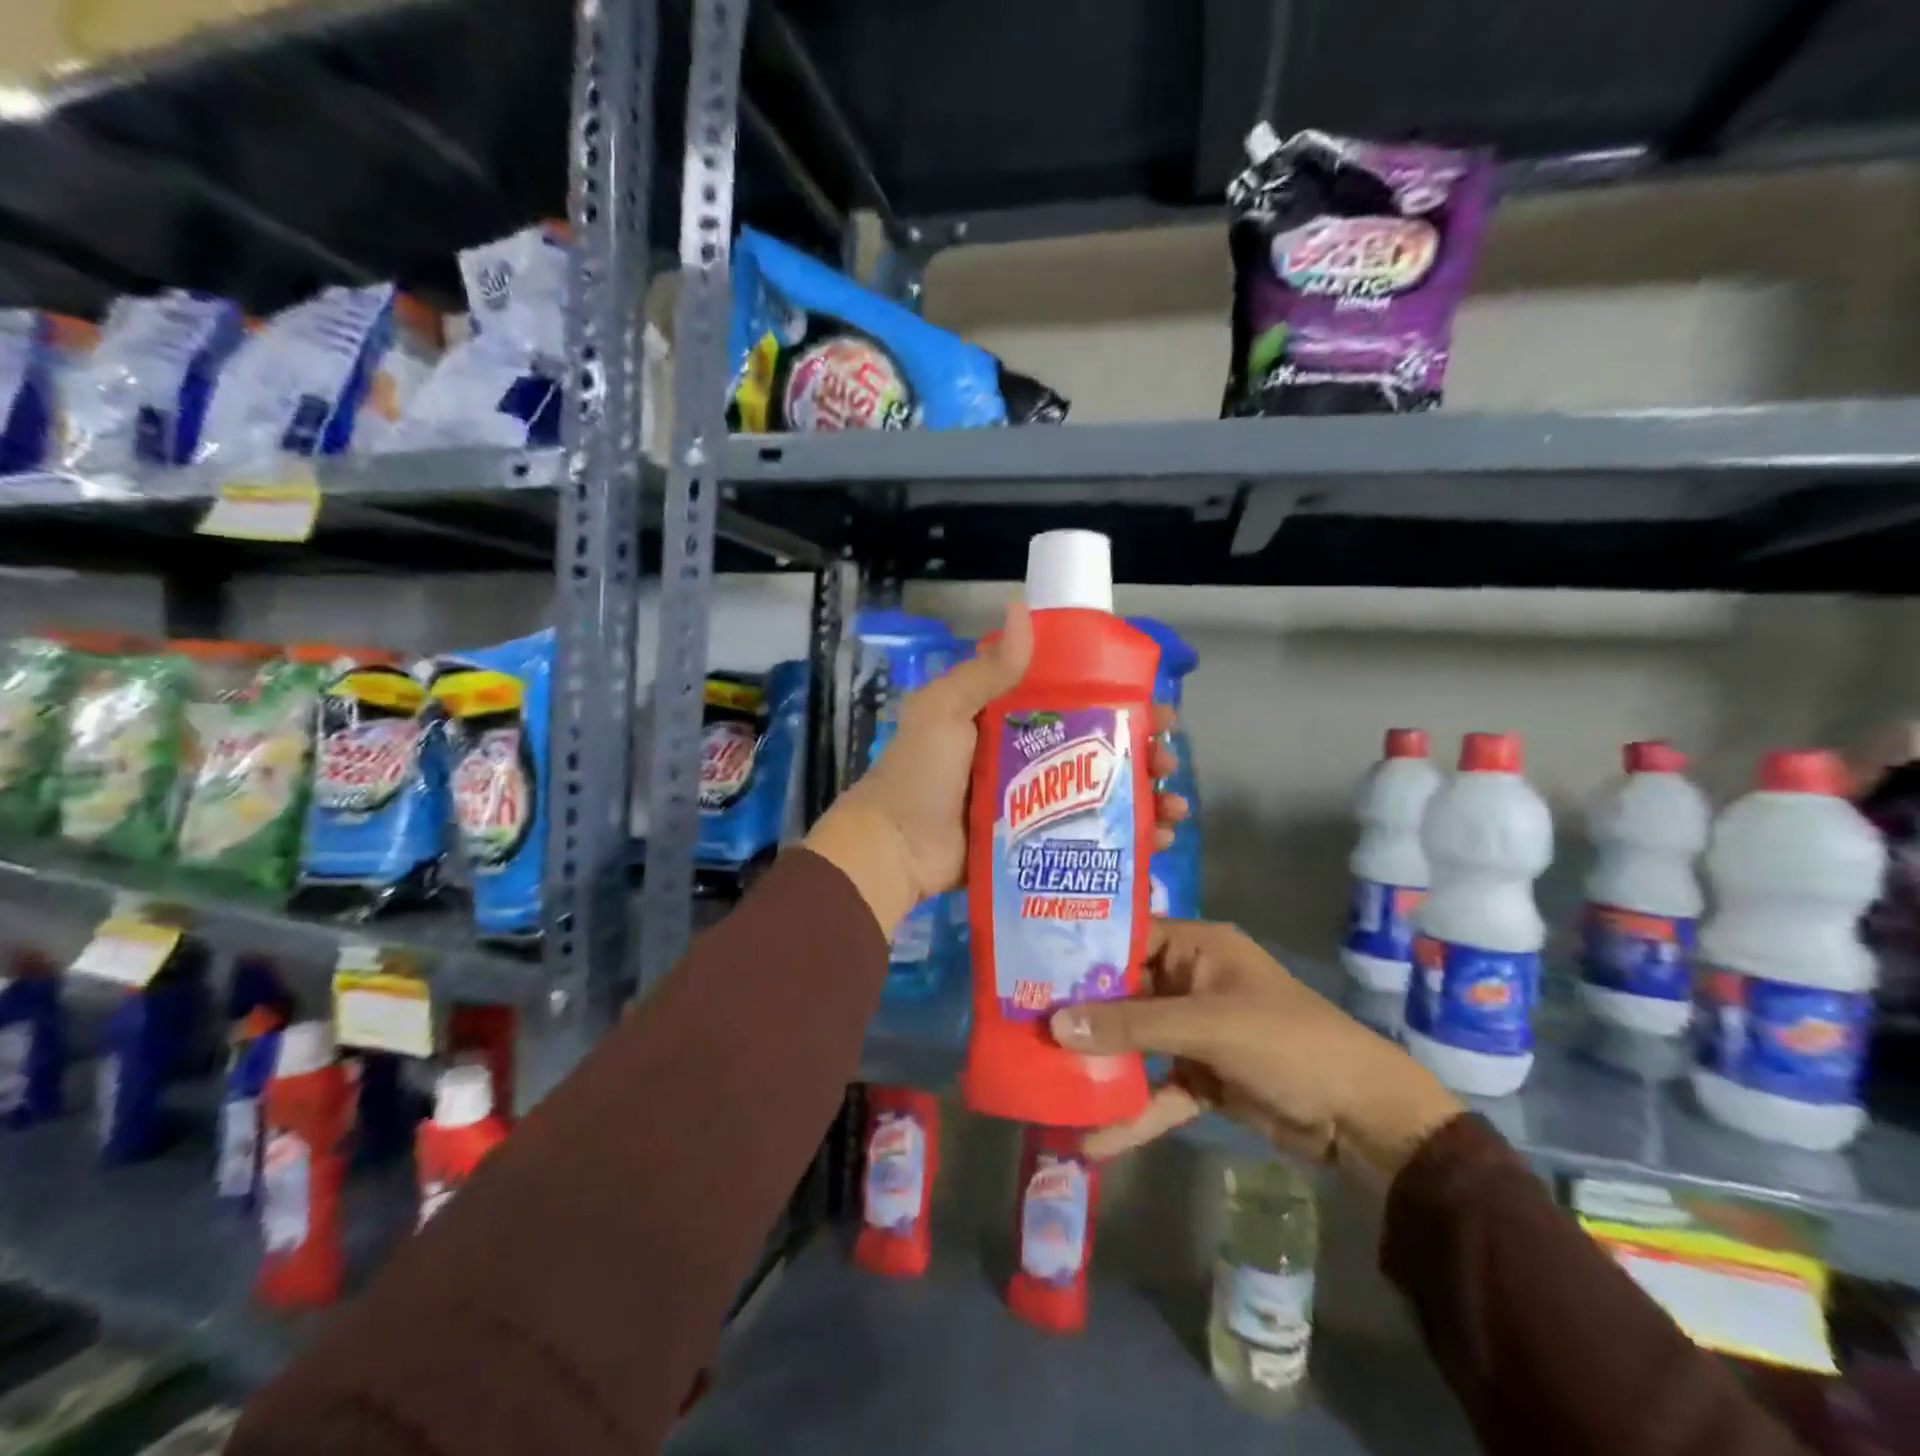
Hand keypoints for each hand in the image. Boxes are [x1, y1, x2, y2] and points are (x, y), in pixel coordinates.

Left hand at [805, 601, 1188, 933]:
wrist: (894, 849)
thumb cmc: (920, 774)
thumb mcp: (945, 711)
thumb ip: (986, 670)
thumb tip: (1023, 608)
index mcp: (1010, 720)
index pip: (1077, 703)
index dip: (1120, 704)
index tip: (1156, 710)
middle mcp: (1028, 758)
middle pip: (1099, 752)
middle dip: (1143, 755)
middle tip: (1167, 763)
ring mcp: (1035, 806)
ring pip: (1102, 797)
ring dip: (1143, 800)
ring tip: (1171, 809)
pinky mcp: (1036, 844)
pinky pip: (1088, 838)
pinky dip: (1125, 841)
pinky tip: (1156, 844)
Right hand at [1049, 921, 1461, 1188]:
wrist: (1365, 1120)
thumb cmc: (1287, 1043)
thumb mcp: (1207, 1026)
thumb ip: (1132, 1024)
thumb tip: (1055, 1024)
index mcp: (1198, 947)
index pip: (1128, 938)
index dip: (1083, 951)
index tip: (1031, 966)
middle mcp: (1192, 981)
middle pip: (1125, 993)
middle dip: (1082, 1014)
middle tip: (1023, 1024)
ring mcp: (1196, 1032)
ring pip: (1136, 1042)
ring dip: (1101, 1064)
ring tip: (1045, 1078)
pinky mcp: (1203, 1077)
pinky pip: (1157, 1089)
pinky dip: (1131, 1112)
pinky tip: (1094, 1139)